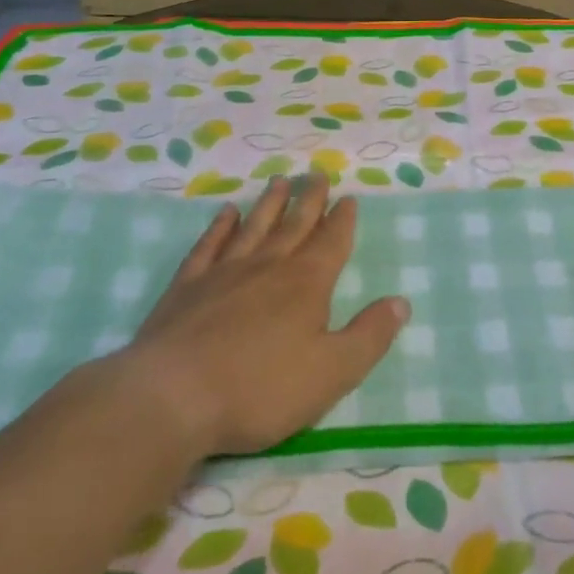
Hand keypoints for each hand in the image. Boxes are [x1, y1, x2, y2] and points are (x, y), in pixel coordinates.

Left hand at [110, 173, 408, 457]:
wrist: (172, 397)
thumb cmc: (260, 389)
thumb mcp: (332, 372)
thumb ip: (369, 336)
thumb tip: (401, 301)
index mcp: (306, 285)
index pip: (331, 242)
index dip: (342, 220)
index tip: (348, 198)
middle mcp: (268, 267)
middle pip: (294, 225)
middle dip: (310, 200)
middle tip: (317, 175)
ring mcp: (224, 273)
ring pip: (254, 227)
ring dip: (269, 204)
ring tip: (280, 181)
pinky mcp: (187, 287)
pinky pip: (209, 245)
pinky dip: (220, 226)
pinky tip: (226, 212)